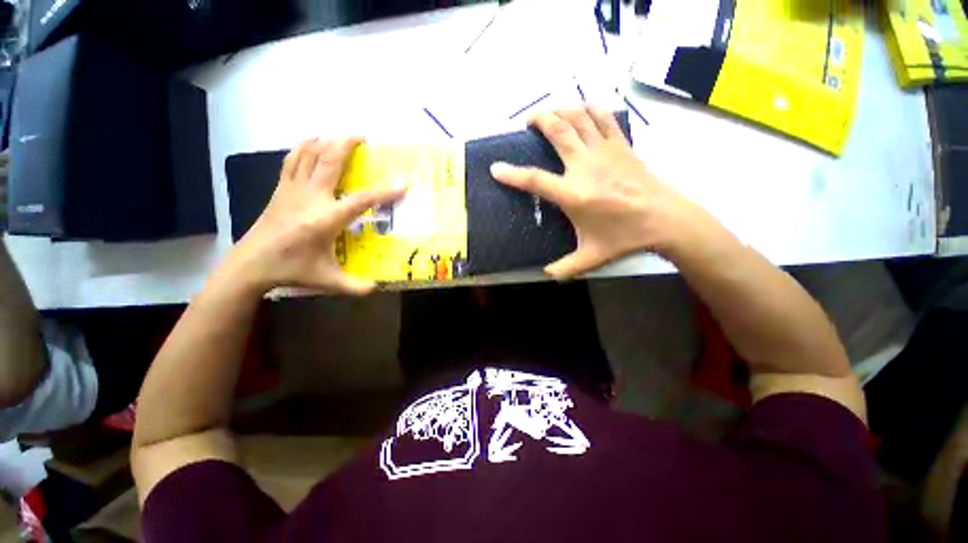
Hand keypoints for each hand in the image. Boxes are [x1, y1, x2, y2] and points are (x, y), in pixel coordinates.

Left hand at [227, 137, 406, 294]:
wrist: (250, 264)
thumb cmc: (292, 270)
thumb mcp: (328, 281)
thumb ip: (356, 286)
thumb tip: (379, 287)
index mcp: (325, 219)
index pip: (361, 200)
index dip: (384, 192)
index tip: (403, 184)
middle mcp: (310, 198)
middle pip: (329, 161)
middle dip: (347, 144)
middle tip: (364, 137)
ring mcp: (292, 190)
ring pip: (308, 154)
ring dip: (325, 141)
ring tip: (341, 136)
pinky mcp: (280, 189)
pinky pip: (292, 161)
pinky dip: (303, 148)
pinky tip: (311, 144)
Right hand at [490, 106, 717, 278]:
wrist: (665, 220)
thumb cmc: (625, 238)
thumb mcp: (590, 258)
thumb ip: (565, 268)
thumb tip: (546, 274)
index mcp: (574, 195)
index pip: (535, 180)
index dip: (511, 174)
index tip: (496, 168)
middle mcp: (586, 166)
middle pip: (557, 130)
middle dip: (538, 119)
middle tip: (527, 122)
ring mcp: (605, 151)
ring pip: (579, 117)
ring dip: (561, 109)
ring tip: (550, 113)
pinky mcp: (622, 145)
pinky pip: (604, 117)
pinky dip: (590, 108)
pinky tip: (581, 110)